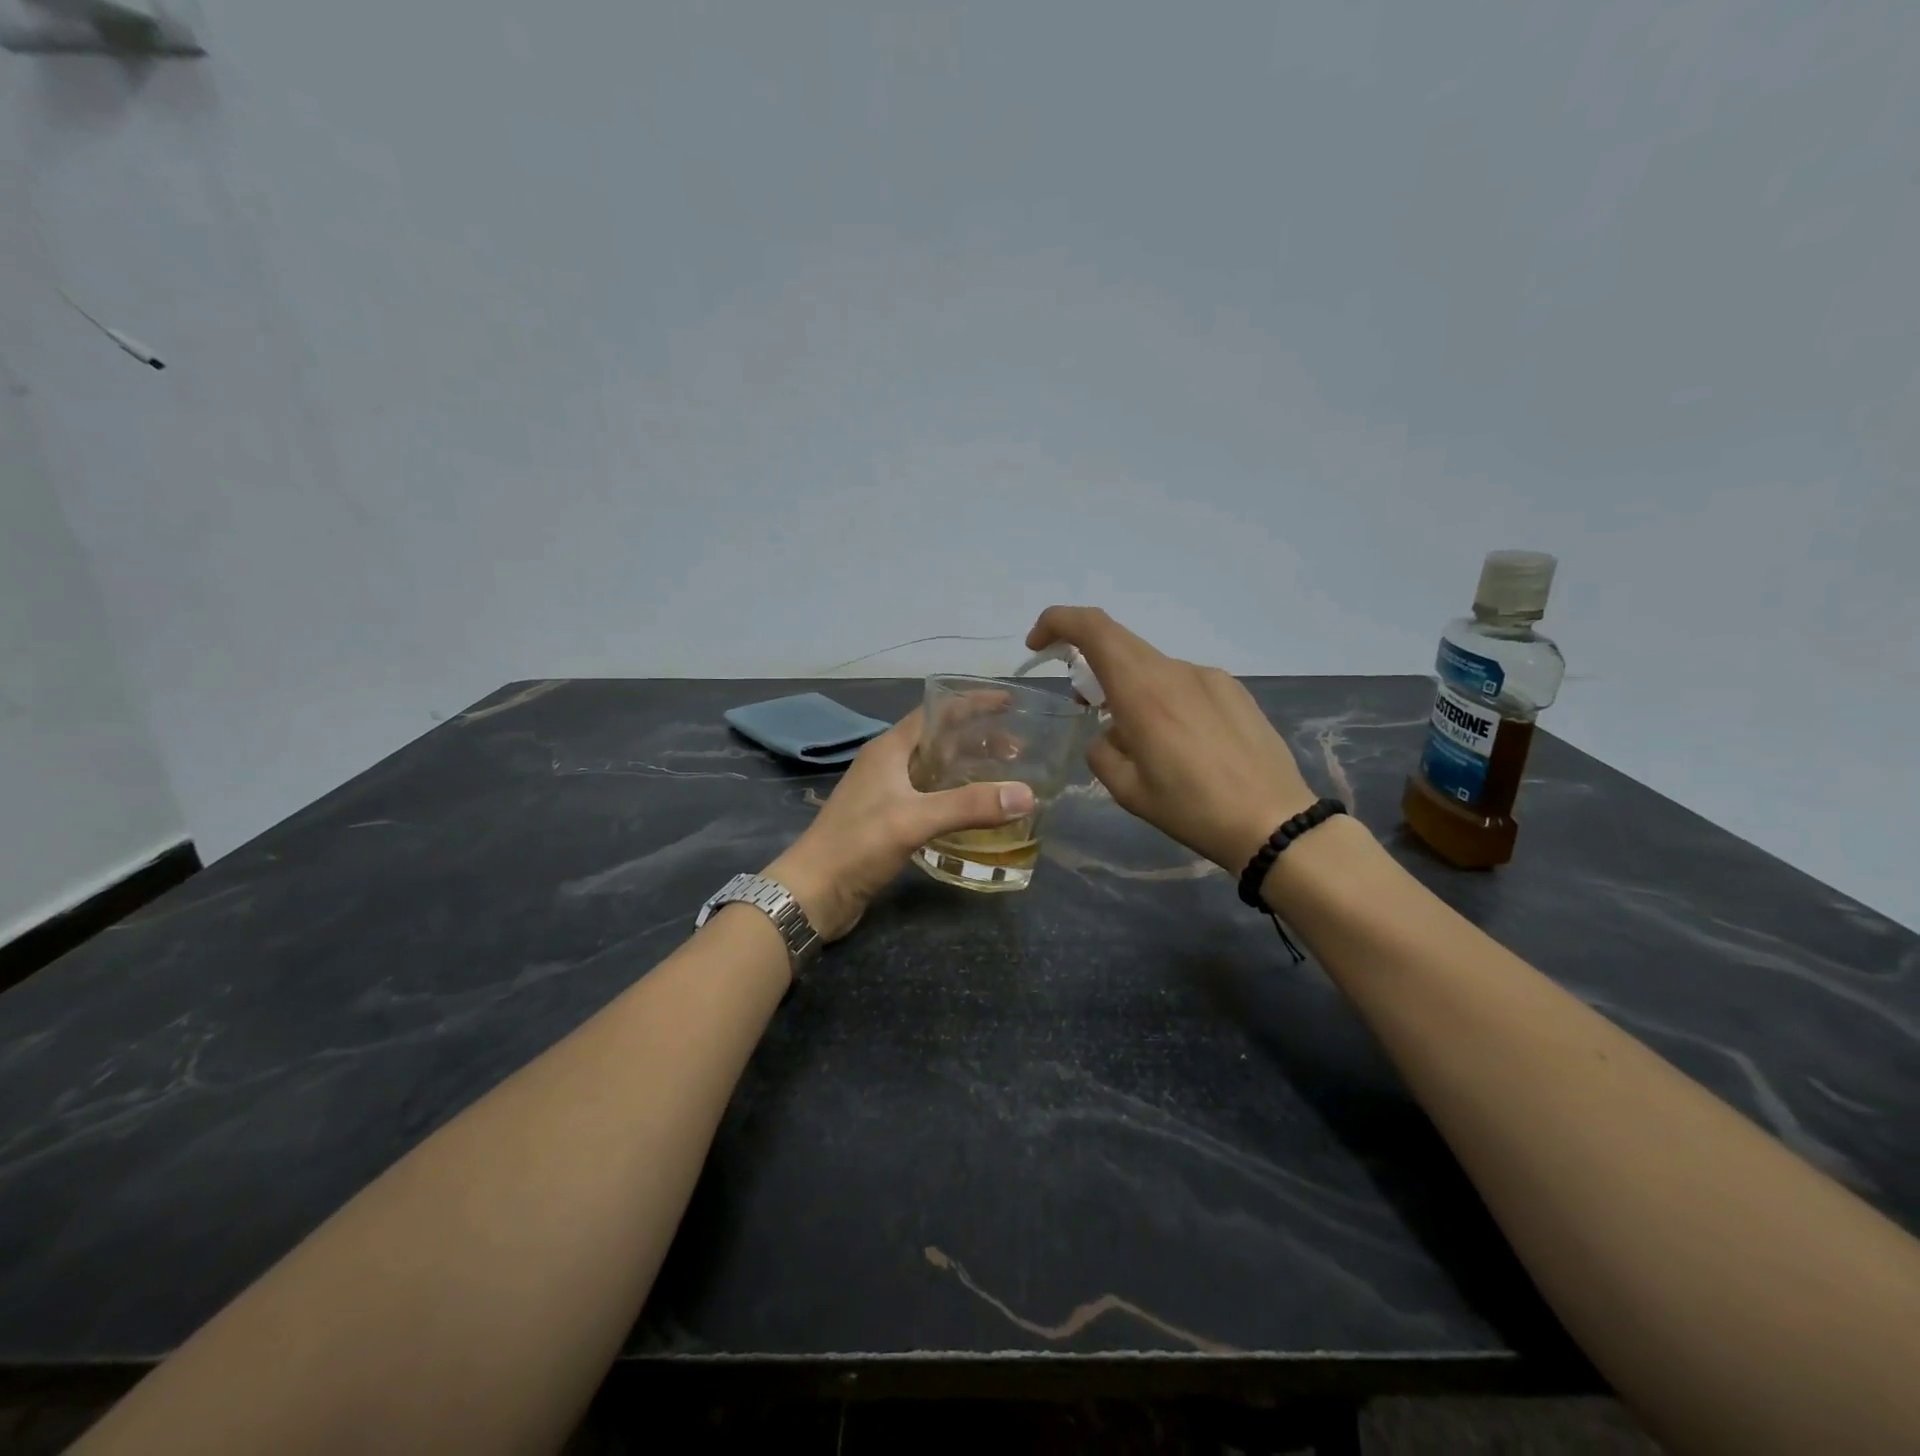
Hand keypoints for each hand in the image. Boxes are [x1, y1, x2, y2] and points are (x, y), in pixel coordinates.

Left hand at [764, 710, 1035, 942]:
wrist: (814, 892)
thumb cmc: (857, 845)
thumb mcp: (914, 819)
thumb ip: (969, 805)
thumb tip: (1027, 794)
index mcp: (890, 749)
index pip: (936, 712)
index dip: (972, 703)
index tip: (1009, 703)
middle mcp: (888, 765)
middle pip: (939, 741)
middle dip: (978, 740)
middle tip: (1018, 750)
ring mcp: (887, 794)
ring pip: (936, 771)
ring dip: (968, 770)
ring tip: (1005, 778)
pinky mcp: (889, 822)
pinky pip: (930, 799)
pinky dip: (956, 799)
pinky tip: (977, 813)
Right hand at [1025, 606, 1316, 872]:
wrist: (1273, 822)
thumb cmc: (1191, 809)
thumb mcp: (1127, 790)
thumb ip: (1102, 750)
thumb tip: (1110, 734)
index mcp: (1142, 690)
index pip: (1092, 628)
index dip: (1057, 622)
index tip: (1038, 645)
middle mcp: (1175, 670)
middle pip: (1120, 643)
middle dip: (1090, 662)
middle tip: (1085, 702)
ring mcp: (1209, 676)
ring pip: (1153, 668)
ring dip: (1131, 688)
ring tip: (1143, 740)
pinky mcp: (1234, 690)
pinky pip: (1184, 683)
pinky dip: (1164, 699)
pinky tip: (1182, 743)